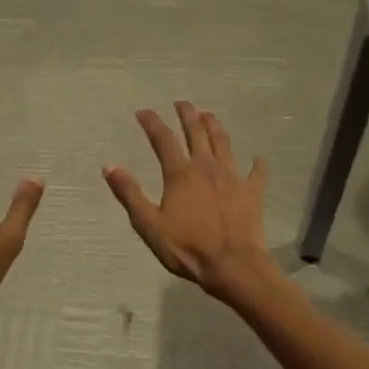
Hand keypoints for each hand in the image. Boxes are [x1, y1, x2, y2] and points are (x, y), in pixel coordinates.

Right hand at [104, 102, 279, 305]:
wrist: (234, 266)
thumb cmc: (187, 248)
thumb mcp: (149, 224)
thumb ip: (129, 194)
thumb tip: (110, 167)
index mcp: (180, 174)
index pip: (163, 139)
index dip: (152, 122)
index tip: (143, 111)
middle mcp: (206, 167)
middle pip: (197, 132)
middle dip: (187, 114)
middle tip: (182, 103)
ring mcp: (232, 177)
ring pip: (224, 143)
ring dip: (215, 126)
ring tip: (209, 115)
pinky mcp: (251, 192)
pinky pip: (256, 173)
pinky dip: (257, 165)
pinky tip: (258, 159)